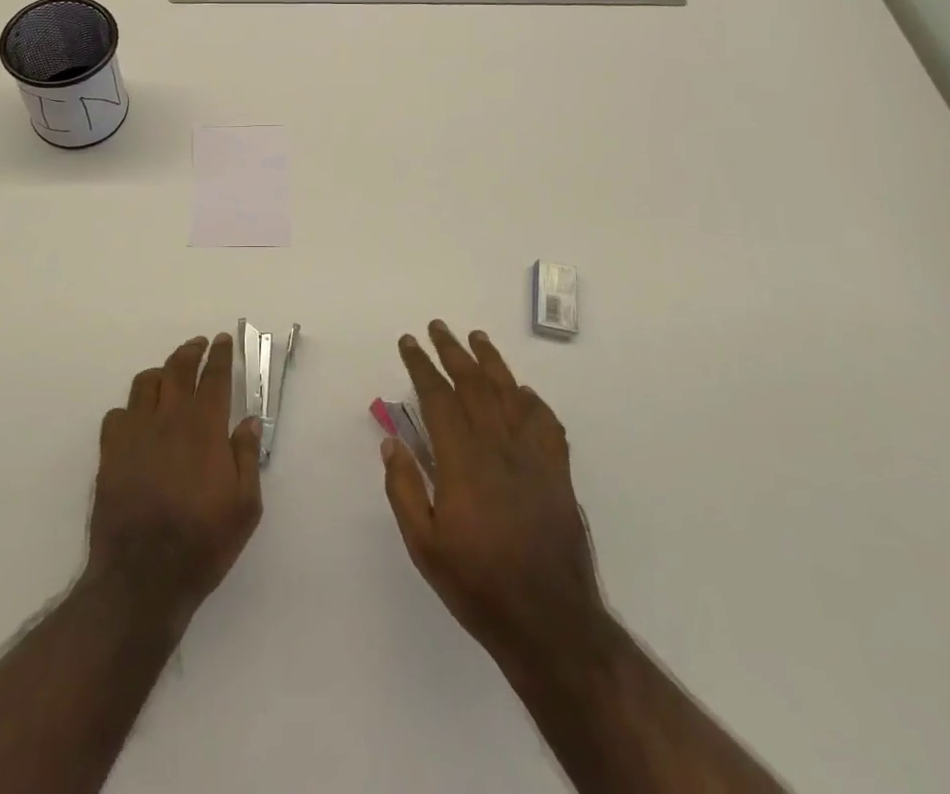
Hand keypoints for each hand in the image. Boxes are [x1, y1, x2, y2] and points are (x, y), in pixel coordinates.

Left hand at [86, 333, 262, 632]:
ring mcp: (135, 433)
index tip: (223, 340)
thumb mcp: (244, 506)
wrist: (142, 576)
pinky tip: (138, 419)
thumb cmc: (202, 542)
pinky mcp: (110, 452)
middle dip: (191, 351)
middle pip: (178, 368)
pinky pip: (118, 413)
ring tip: (169, 376)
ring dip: (161, 372)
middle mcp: (169, 418)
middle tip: (200, 344)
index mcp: (205, 427)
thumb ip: (248, 457)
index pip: (214, 376)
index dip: (220, 355)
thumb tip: (250, 421)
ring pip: (145, 383)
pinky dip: (131, 408)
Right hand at [381, 320, 603, 668]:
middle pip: (473, 385)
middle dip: (452, 351)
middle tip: (437, 327)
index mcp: (462, 462)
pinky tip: (521, 392)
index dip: (421, 366)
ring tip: (476, 338)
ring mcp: (532, 457)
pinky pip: (545, 422)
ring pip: (510, 394)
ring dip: (491, 362)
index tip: (408, 342)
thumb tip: (392, 443)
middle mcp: (498, 448)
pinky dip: (531, 400)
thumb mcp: (425, 547)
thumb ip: (405, 490)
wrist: (551, 622)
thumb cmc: (479, 586)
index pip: (437, 398)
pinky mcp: (557, 472)